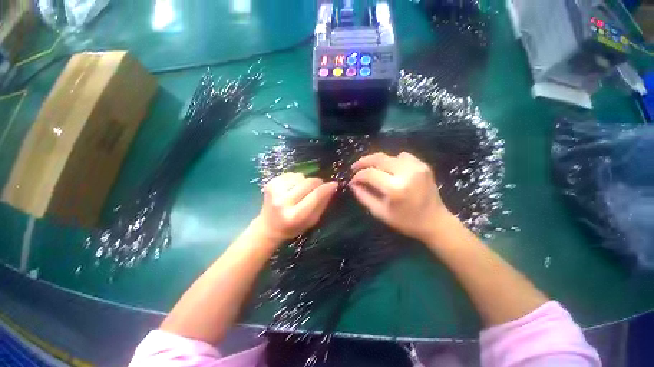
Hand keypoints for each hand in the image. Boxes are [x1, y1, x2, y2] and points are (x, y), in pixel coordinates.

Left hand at [254, 173, 337, 242]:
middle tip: (320, 186)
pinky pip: (291, 174)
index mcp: (295, 215)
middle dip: (318, 182)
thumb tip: (332, 187)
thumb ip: (322, 204)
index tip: (334, 184)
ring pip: (300, 176)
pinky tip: (293, 188)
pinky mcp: (270, 183)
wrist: (269, 226)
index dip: (326, 188)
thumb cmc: (293, 227)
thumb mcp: (312, 220)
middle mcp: (283, 202)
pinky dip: (296, 179)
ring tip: (302, 191)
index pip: (315, 196)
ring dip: (305, 181)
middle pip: (308, 183)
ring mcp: (275, 190)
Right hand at [349, 152, 454, 242]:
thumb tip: (353, 184)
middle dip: (363, 161)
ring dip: (378, 161)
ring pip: (389, 156)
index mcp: (395, 189)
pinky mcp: (423, 165)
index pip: (370, 174)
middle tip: (355, 167)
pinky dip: (392, 161)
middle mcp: (407, 173)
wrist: (435, 222)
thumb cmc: (406, 221)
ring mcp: (417, 167)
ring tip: (372, 170)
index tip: (353, 180)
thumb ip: (363, 196)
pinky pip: (402, 156)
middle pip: (379, 158)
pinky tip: (390, 170)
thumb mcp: (380, 213)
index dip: (358, 175)